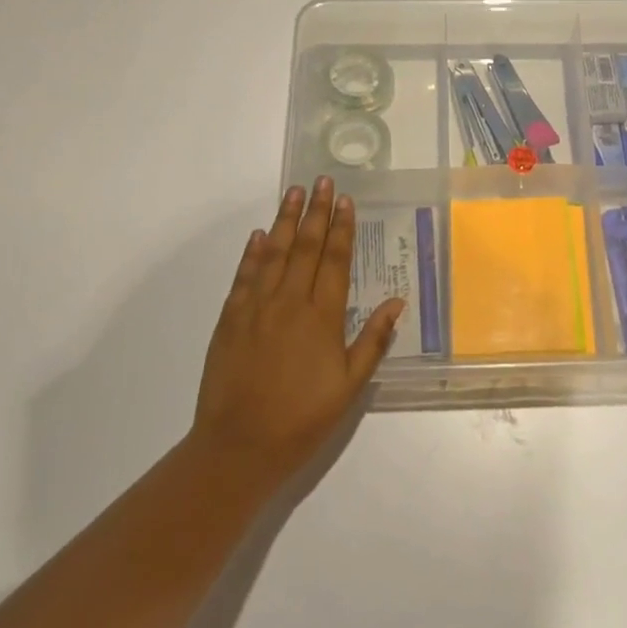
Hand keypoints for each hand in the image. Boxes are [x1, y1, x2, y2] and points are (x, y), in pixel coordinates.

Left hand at [191, 177, 404, 486]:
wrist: (239, 447)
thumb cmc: (302, 419)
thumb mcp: (349, 387)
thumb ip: (372, 341)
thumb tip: (397, 302)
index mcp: (321, 317)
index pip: (334, 260)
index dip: (341, 228)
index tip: (345, 200)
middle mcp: (289, 302)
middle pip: (305, 247)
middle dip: (315, 212)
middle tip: (321, 180)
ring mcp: (255, 308)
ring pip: (273, 253)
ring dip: (284, 220)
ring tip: (293, 192)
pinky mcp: (230, 319)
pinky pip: (244, 276)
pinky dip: (252, 252)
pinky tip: (259, 234)